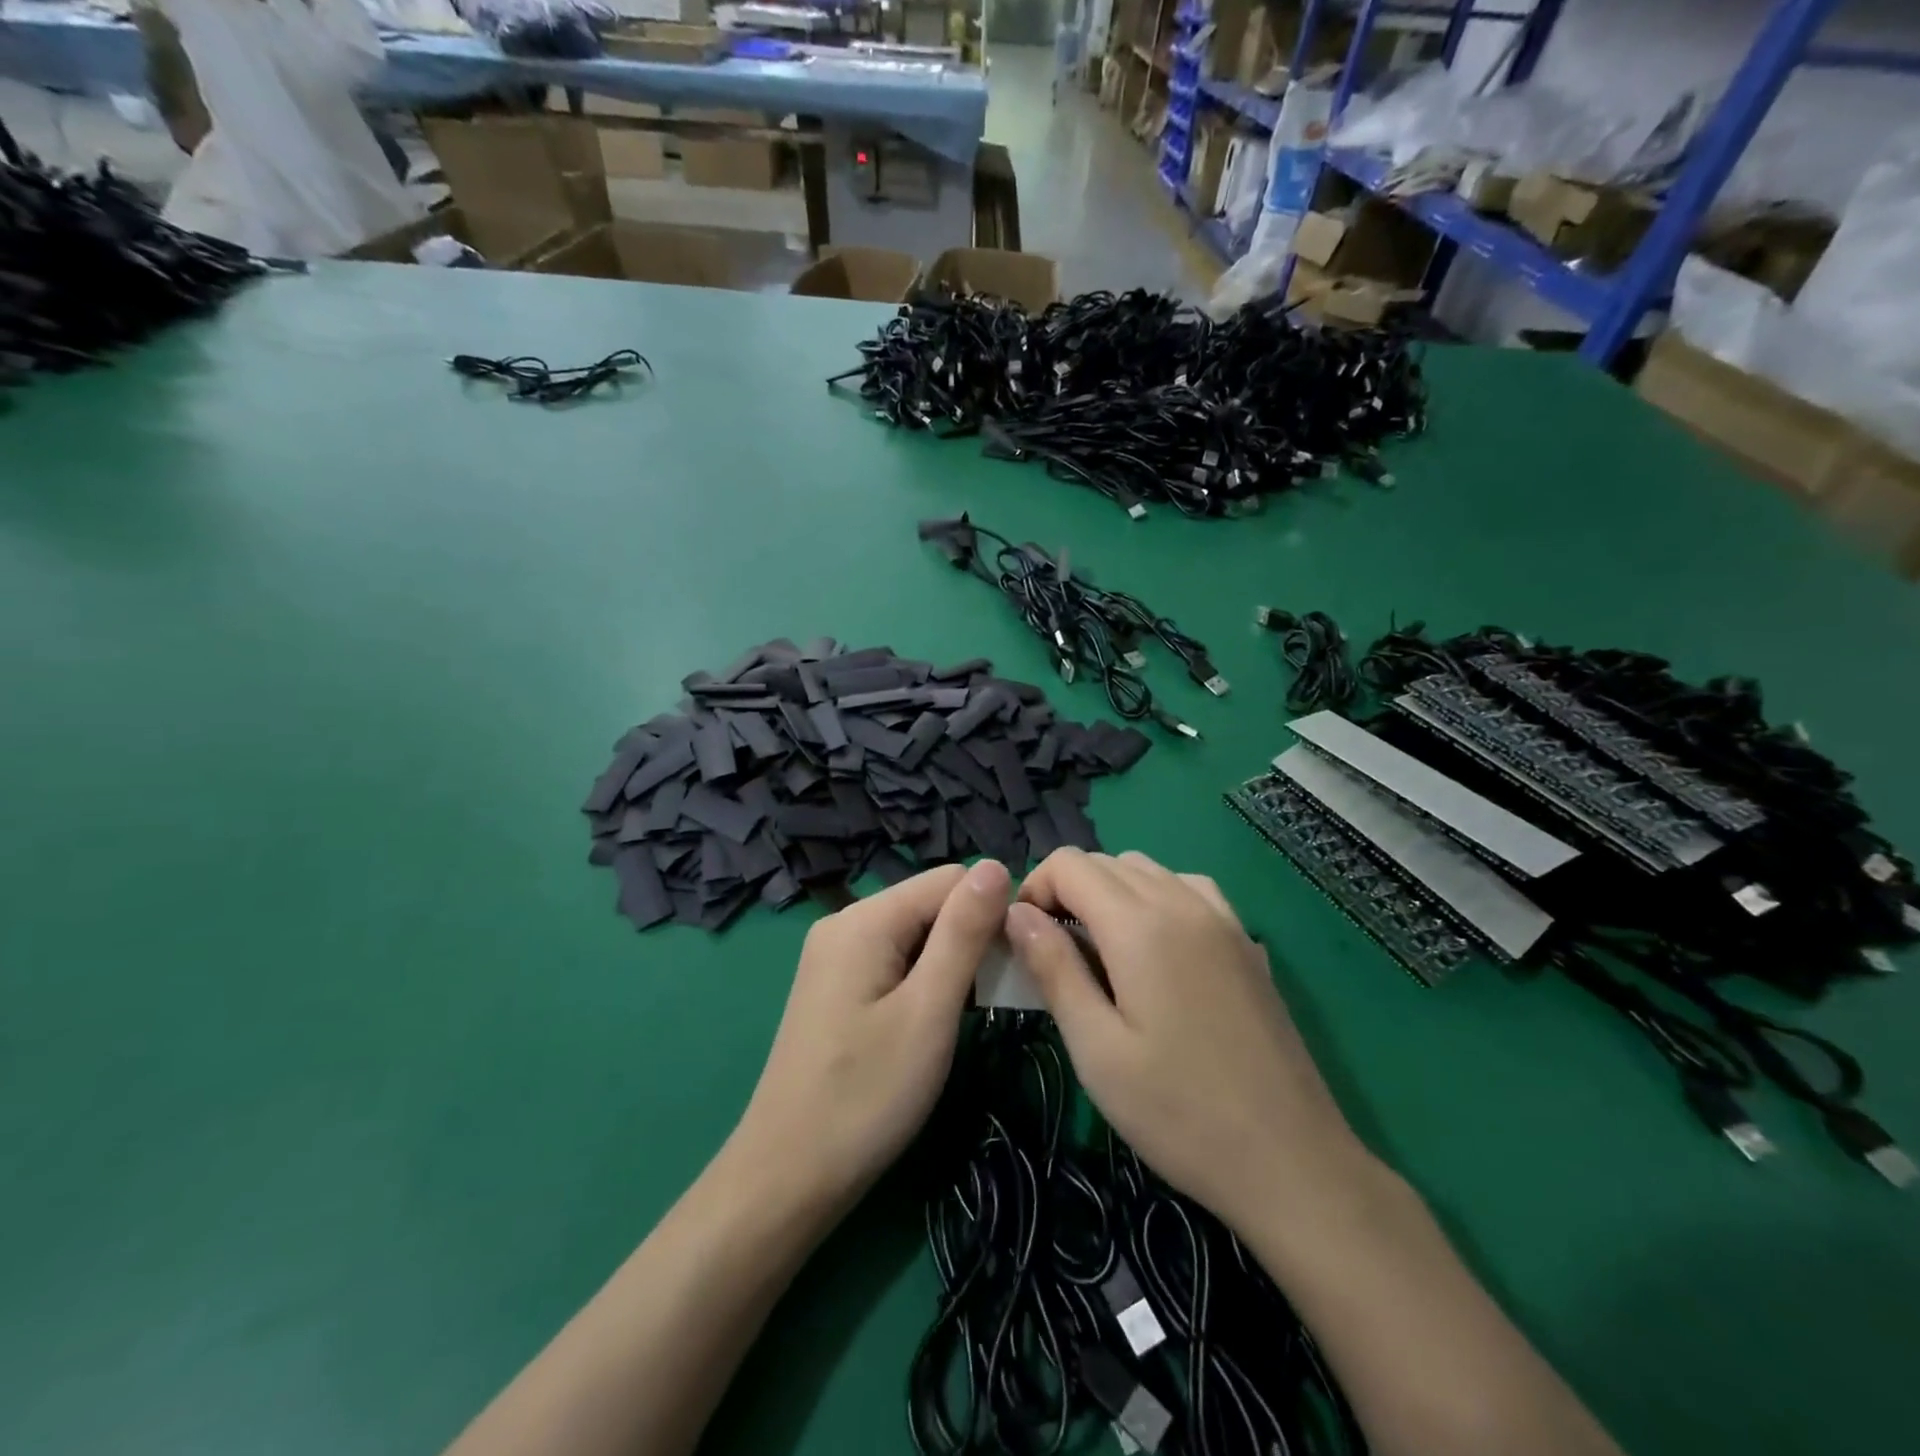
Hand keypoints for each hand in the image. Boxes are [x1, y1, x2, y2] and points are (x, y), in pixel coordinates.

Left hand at [731, 860, 1010, 1212]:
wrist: (788, 1176)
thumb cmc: (867, 1096)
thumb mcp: (928, 1011)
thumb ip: (964, 933)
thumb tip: (995, 865)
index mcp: (865, 918)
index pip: (951, 880)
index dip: (991, 914)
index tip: (1012, 968)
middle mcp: (846, 922)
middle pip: (931, 903)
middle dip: (969, 939)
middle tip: (990, 1001)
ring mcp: (835, 954)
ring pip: (916, 933)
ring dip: (949, 964)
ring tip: (963, 1016)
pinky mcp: (835, 984)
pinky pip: (894, 959)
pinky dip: (923, 980)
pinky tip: (930, 1021)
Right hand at [1007, 849, 1363, 1230]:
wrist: (1292, 1160)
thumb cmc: (1179, 1112)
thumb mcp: (1096, 1049)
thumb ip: (1054, 969)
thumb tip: (1016, 914)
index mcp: (1140, 925)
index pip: (1069, 865)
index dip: (1034, 889)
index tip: (1023, 940)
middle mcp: (1182, 902)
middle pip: (1105, 861)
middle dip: (1066, 891)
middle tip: (1052, 952)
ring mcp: (1222, 918)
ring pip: (1147, 870)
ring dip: (1109, 891)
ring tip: (1099, 950)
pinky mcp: (1245, 941)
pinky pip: (1188, 888)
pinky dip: (1156, 897)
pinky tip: (1155, 946)